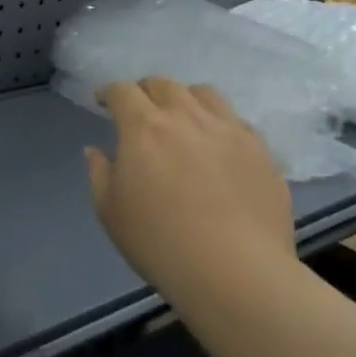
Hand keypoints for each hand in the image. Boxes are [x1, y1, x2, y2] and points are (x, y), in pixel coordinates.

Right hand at [84, 78, 296, 307]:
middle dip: (145, 91)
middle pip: (164, 84)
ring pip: (204, 94)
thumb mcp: (110, 211)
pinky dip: (218, 123)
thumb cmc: (159, 241)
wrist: (235, 272)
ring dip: (185, 99)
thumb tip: (95, 150)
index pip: (122, 91)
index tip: (102, 102)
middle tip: (139, 110)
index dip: (108, 92)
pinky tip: (216, 146)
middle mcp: (187, 117)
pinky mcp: (261, 150)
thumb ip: (99, 173)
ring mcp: (229, 130)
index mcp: (144, 127)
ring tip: (181, 118)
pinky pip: (236, 121)